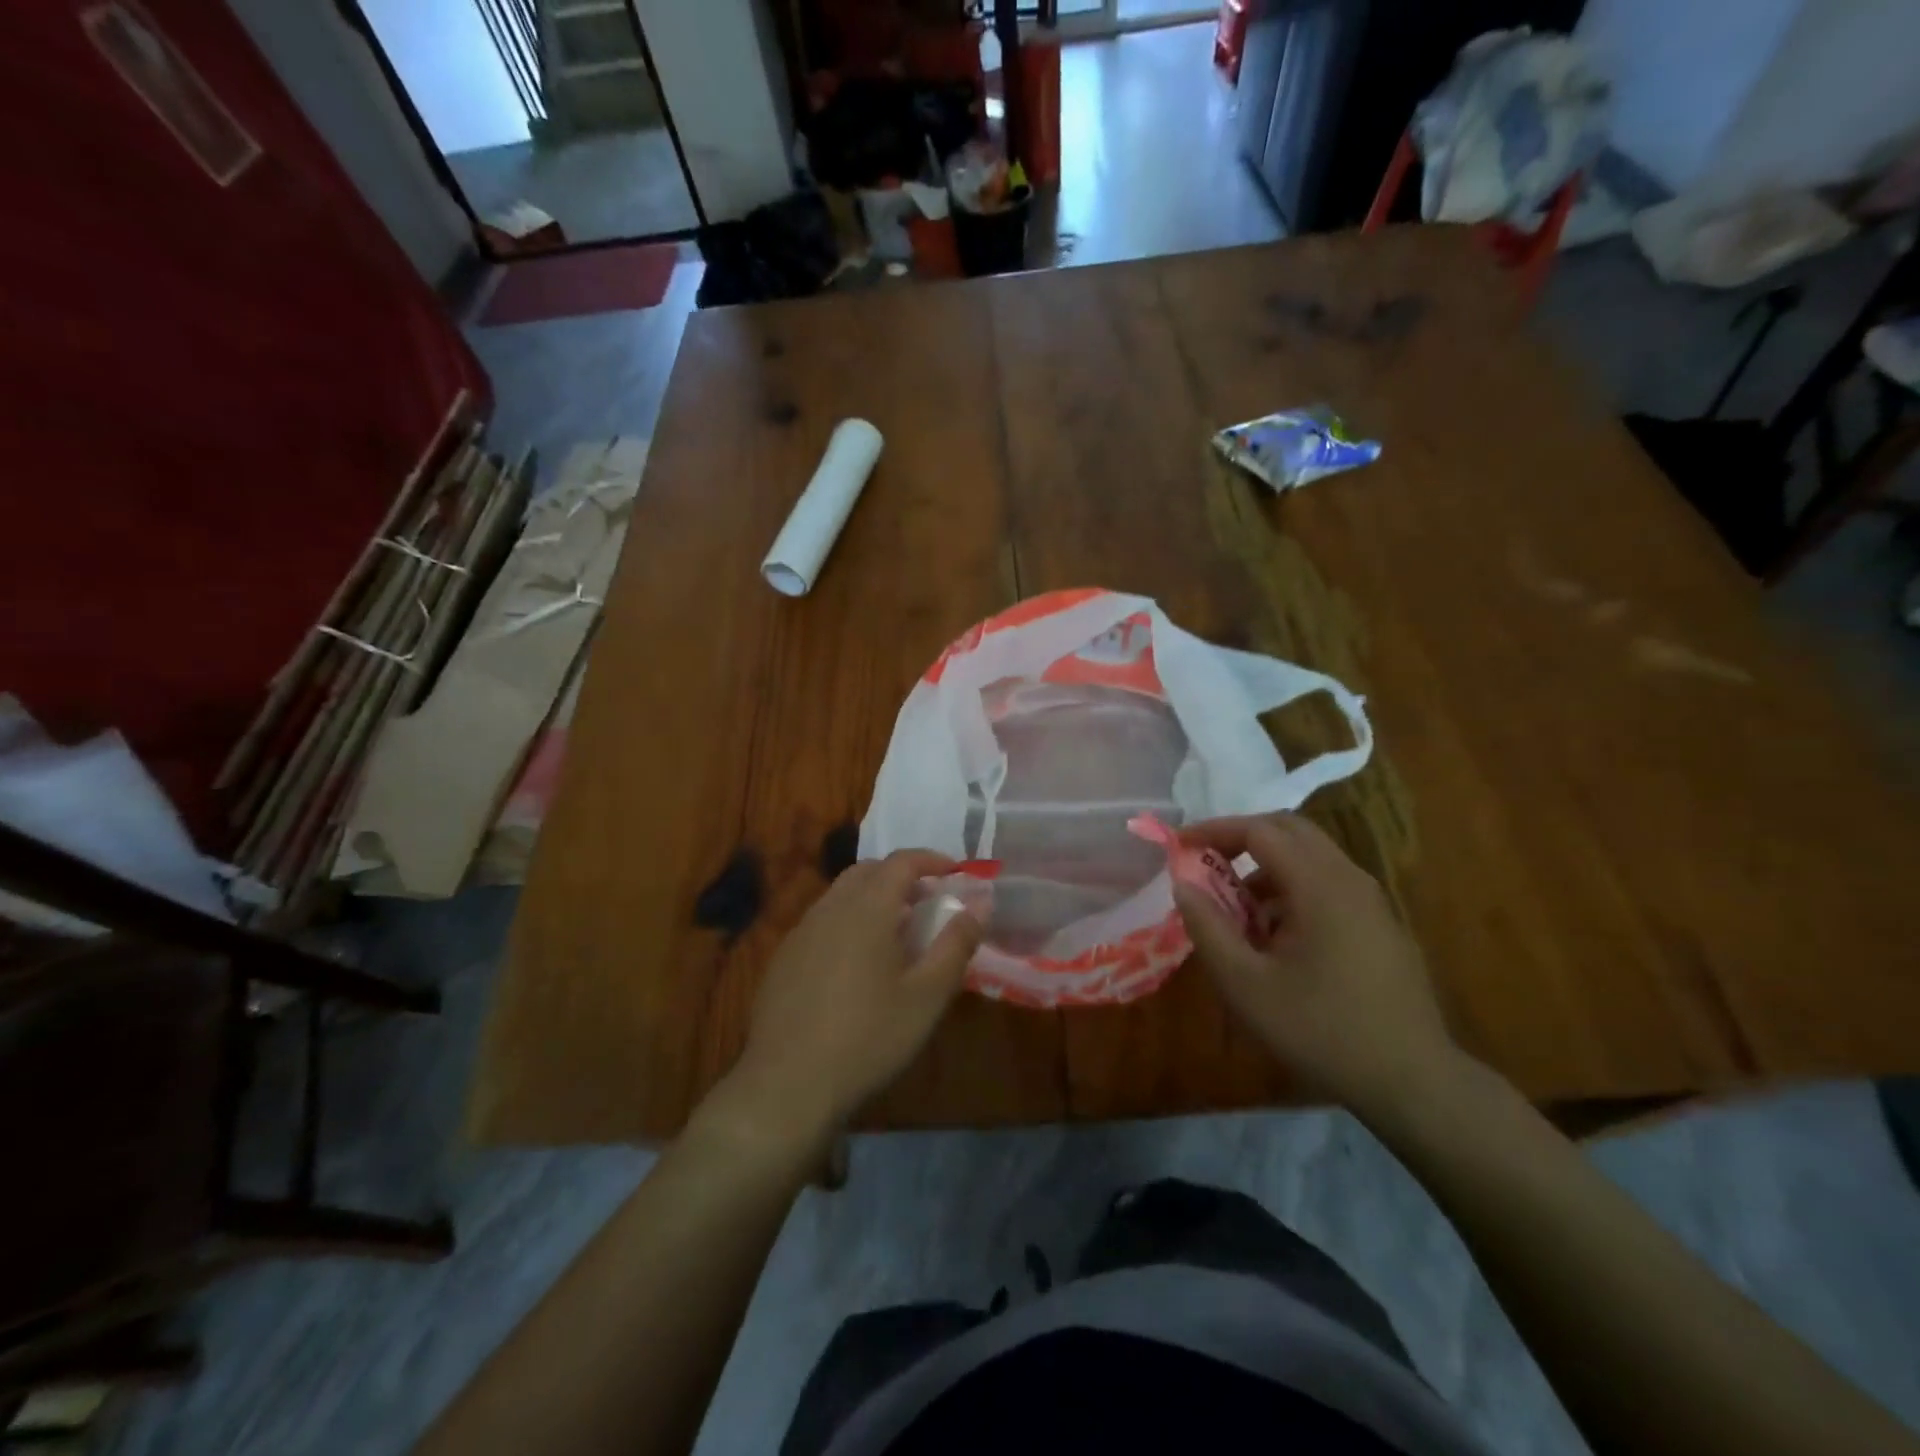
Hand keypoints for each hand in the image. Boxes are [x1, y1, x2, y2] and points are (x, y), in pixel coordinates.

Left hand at [728, 851, 981, 1143]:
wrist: (787, 1084)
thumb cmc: (868, 1037)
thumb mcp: (927, 996)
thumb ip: (956, 944)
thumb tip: (980, 904)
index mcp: (866, 908)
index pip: (901, 861)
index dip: (931, 860)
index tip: (956, 873)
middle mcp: (830, 908)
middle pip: (868, 871)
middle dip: (902, 876)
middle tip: (929, 901)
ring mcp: (801, 932)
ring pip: (842, 895)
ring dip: (874, 898)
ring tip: (898, 931)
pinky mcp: (784, 958)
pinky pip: (823, 921)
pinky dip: (849, 921)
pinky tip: (858, 963)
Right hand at [1174, 813, 1455, 1120]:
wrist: (1413, 1082)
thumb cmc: (1321, 1031)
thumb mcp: (1246, 985)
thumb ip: (1208, 928)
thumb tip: (1183, 885)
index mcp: (1320, 886)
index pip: (1260, 830)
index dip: (1215, 830)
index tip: (1179, 846)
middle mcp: (1350, 879)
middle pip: (1290, 831)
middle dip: (1241, 838)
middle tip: (1204, 862)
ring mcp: (1371, 901)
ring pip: (1310, 857)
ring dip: (1265, 867)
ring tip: (1236, 910)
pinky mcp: (1380, 924)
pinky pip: (1328, 884)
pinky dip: (1291, 889)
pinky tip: (1275, 938)